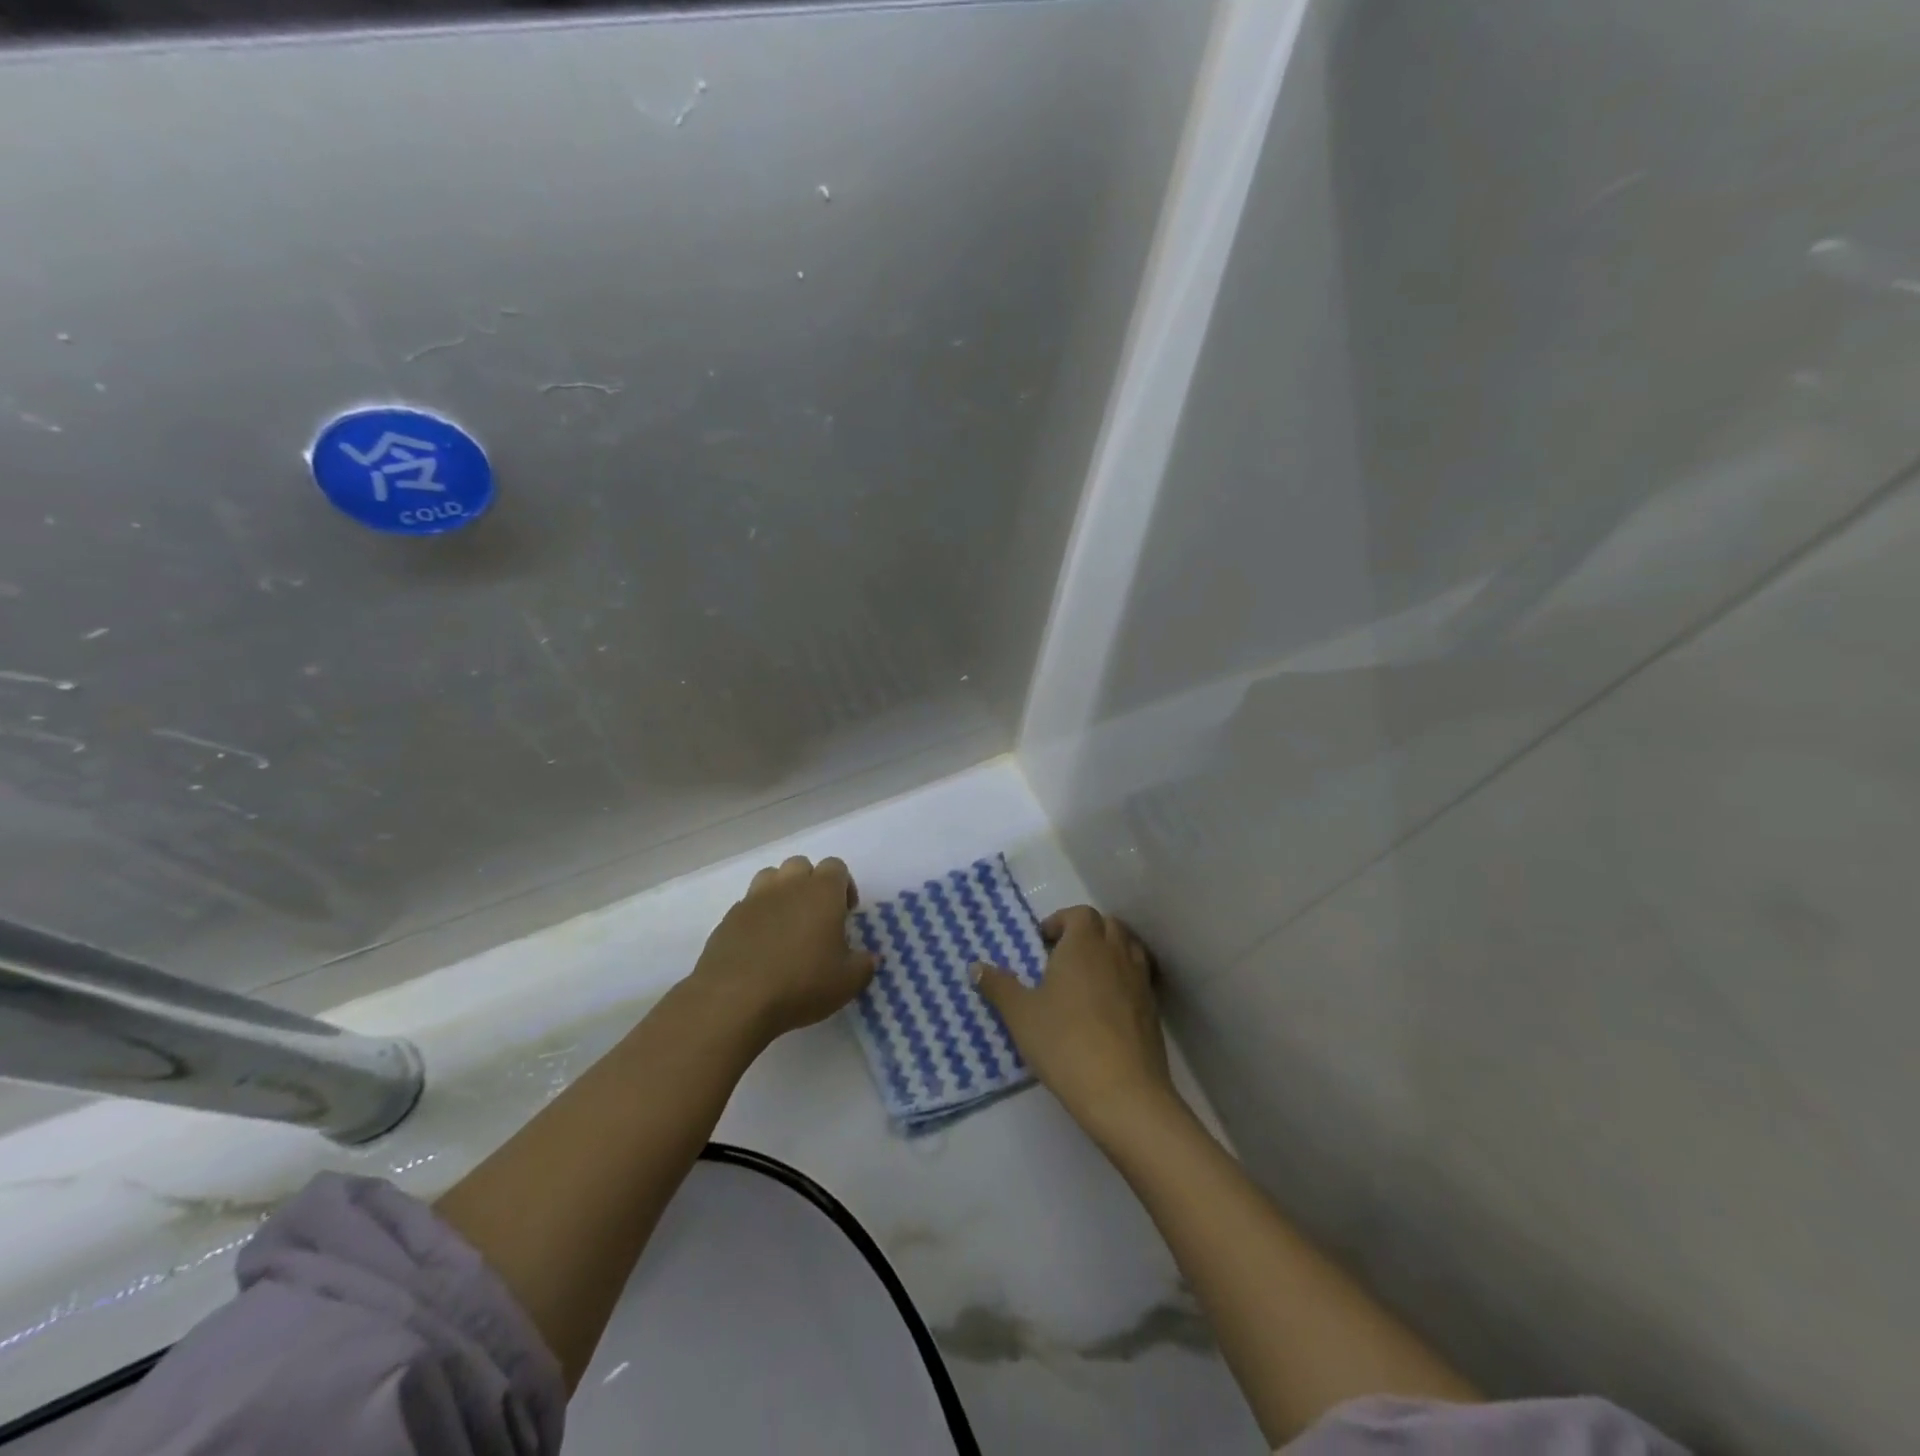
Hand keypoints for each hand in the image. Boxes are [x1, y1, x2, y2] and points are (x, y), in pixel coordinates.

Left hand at [687, 856, 874, 1047]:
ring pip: (771, 878)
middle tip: (816, 918)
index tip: (846, 914)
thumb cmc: (801, 983)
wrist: (734, 999)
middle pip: (801, 865)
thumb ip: (865, 965)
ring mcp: (754, 898)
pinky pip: (748, 905)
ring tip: (786, 926)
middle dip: (811, 884)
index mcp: (822, 891)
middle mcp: (788, 885)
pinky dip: (757, 917)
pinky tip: (760, 946)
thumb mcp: (847, 982)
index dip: (844, 886)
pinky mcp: (729, 918)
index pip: (836, 866)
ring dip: (782, 893)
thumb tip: (871, 958)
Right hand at [974, 906, 1178, 1138]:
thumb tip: (976, 966)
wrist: (1123, 1092)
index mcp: (1084, 944)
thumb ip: (998, 986)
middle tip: (1062, 957)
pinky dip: (1123, 979)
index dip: (1060, 922)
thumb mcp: (1021, 1014)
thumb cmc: (1065, 1042)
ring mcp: (1139, 980)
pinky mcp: (1152, 1009)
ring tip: (1085, 978)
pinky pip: (1138, 978)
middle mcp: (1116, 953)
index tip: (1043, 943)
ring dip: (1108, 952)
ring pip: (1127, 948)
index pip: (1079, 914)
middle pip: (1107, 925)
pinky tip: (1106, 1008)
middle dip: (1085, 933)